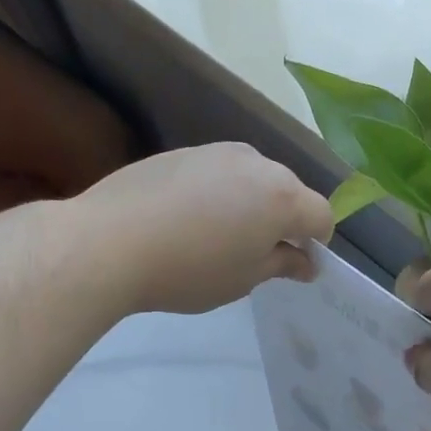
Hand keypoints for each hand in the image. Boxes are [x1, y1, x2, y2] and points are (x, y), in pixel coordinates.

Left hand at [75, 143, 332, 315]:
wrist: (109, 242)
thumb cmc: (189, 270)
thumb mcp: (244, 279)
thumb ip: (282, 264)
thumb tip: (306, 261)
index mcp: (283, 197)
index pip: (321, 215)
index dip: (316, 242)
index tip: (294, 265)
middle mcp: (258, 163)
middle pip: (289, 191)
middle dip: (285, 219)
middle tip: (256, 253)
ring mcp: (218, 152)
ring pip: (254, 178)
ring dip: (252, 203)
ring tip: (219, 235)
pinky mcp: (183, 151)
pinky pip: (219, 172)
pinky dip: (219, 192)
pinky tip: (188, 219)